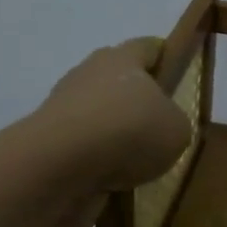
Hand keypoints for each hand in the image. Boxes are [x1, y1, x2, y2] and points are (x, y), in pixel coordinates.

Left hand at [34, 39, 192, 226]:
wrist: (60, 166)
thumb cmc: (129, 131)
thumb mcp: (177, 129)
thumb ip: (175, 122)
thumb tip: (162, 127)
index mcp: (122, 58)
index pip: (148, 47)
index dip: (165, 58)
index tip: (178, 75)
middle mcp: (89, 74)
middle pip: (118, 81)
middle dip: (138, 100)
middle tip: (161, 126)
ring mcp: (63, 107)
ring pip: (99, 115)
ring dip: (116, 134)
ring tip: (139, 162)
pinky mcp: (48, 141)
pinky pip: (83, 147)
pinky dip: (98, 161)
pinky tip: (115, 179)